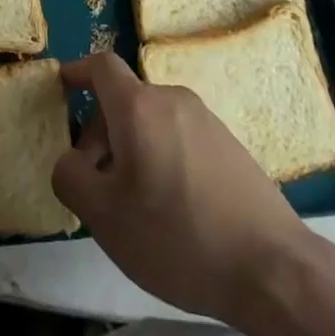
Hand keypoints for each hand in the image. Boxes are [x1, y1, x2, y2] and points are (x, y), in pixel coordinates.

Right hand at [53, 51, 308, 323]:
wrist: (272, 269)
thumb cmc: (177, 236)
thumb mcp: (104, 217)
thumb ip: (71, 179)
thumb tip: (68, 160)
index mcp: (138, 106)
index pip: (101, 66)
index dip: (78, 71)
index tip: (62, 85)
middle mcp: (171, 99)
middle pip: (125, 100)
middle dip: (101, 131)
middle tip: (94, 180)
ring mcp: (205, 120)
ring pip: (152, 121)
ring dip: (132, 147)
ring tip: (133, 203)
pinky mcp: (229, 145)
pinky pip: (179, 137)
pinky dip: (162, 157)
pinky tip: (172, 210)